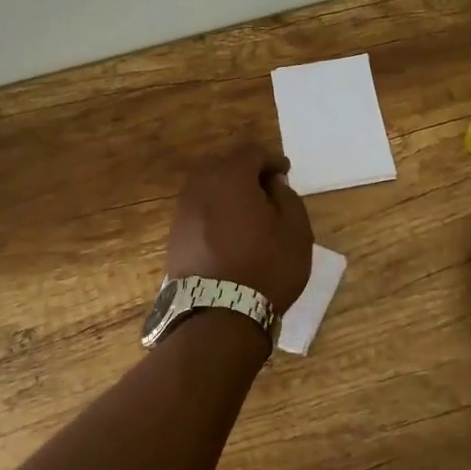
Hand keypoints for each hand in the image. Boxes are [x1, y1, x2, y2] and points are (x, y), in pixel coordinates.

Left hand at [166, 145, 313, 313]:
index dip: (271, 159)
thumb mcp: (296, 231)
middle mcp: (200, 187)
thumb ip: (287, 197)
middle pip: (222, 165)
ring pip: (205, 187)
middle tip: (266, 187)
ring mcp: (183, 212)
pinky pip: (197, 210)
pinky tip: (229, 230)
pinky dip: (214, 210)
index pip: (251, 153)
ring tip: (248, 210)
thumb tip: (272, 184)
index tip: (285, 172)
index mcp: (230, 178)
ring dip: (226, 190)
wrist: (219, 316)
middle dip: (245, 170)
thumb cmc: (266, 268)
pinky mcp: (174, 236)